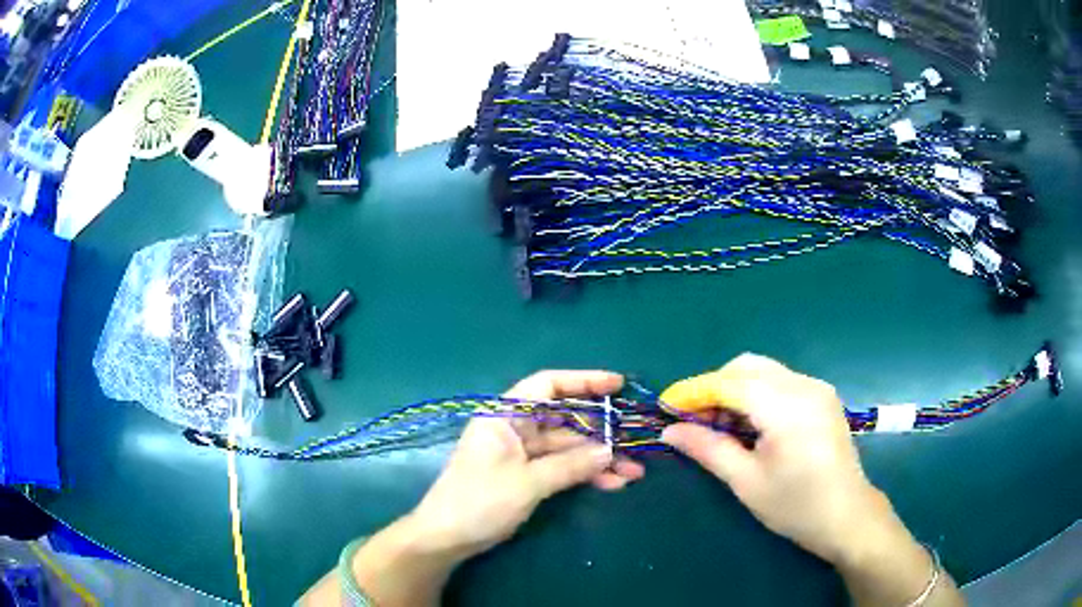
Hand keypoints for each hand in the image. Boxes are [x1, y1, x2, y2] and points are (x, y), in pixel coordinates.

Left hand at [408, 370, 644, 560]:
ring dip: (598, 459)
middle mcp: (515, 428)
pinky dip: (584, 474)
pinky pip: (561, 467)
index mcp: (505, 415)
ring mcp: (522, 454)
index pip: (547, 384)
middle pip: (564, 419)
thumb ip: (571, 465)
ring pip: (568, 447)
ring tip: (633, 472)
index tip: (617, 386)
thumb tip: (610, 451)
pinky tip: (613, 484)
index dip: (583, 381)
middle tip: (635, 440)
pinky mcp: (526, 476)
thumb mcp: (528, 482)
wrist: (447, 538)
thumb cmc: (479, 501)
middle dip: (601, 431)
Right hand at [659, 354, 893, 565]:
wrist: (847, 516)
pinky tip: (751, 424)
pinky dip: (757, 394)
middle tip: (695, 420)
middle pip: (747, 366)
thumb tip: (669, 431)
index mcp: (786, 407)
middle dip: (714, 386)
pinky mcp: (823, 397)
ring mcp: (817, 388)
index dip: (694, 391)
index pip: (730, 383)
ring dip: (735, 389)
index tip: (666, 408)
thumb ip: (708, 449)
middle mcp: (804, 386)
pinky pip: (781, 382)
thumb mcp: (746, 482)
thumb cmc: (795, 506)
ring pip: (764, 371)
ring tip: (721, 426)